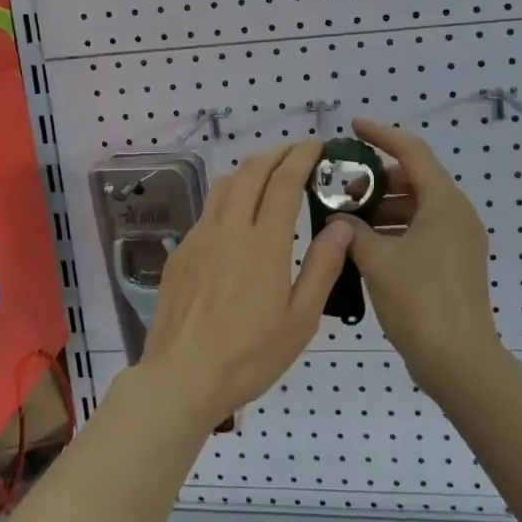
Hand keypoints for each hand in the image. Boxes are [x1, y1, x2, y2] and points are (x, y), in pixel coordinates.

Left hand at [140, 140, 353, 429]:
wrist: (182, 376)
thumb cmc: (250, 354)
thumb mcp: (300, 320)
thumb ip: (322, 268)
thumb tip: (341, 226)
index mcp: (264, 242)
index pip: (284, 182)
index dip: (302, 157)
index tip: (317, 145)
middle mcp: (229, 228)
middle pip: (252, 172)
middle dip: (276, 154)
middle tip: (296, 153)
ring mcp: (199, 237)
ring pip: (225, 185)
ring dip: (250, 170)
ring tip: (268, 176)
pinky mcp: (180, 253)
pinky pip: (208, 212)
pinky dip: (229, 199)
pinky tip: (237, 221)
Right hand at [336, 118, 504, 390]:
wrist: (459, 362)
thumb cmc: (419, 302)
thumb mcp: (377, 260)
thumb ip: (351, 232)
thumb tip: (337, 221)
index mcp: (444, 204)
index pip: (412, 151)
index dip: (381, 134)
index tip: (353, 128)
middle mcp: (456, 216)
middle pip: (413, 180)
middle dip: (375, 181)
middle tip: (340, 190)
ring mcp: (457, 242)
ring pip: (414, 208)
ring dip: (380, 209)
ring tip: (345, 222)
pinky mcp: (452, 264)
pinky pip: (419, 232)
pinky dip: (391, 232)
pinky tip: (362, 247)